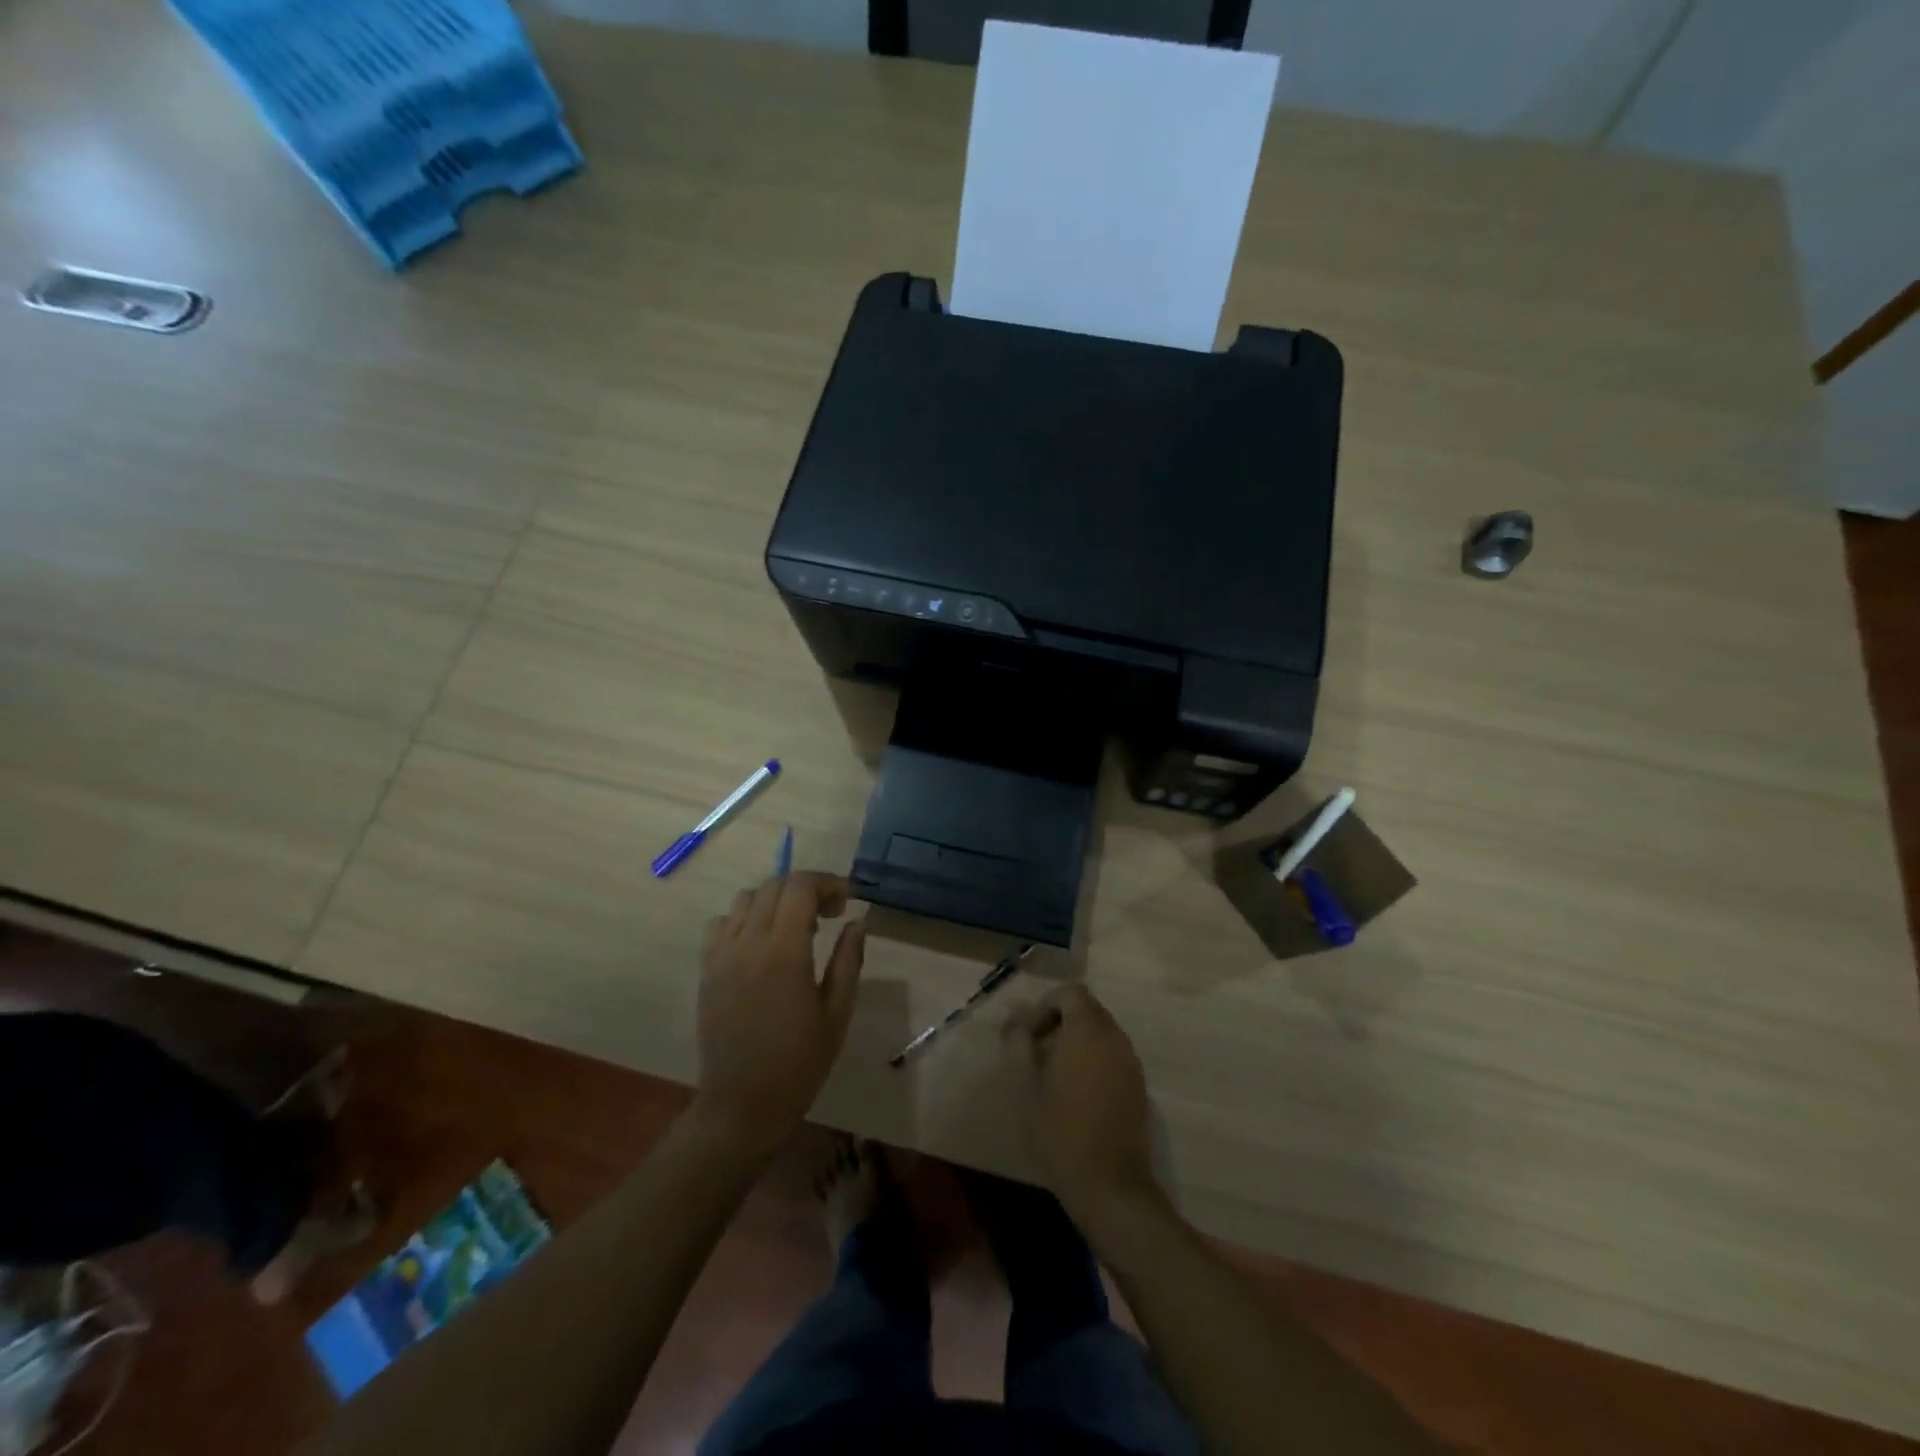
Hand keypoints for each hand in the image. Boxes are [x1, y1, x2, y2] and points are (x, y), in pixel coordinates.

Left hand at [695, 873, 865, 1155]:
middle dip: (806, 888)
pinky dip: (745, 918)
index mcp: (784, 952)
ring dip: (775, 900)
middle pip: (774, 885)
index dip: (827, 883)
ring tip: (795, 928)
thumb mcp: (837, 1014)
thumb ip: (848, 960)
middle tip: (829, 914)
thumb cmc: (799, 1063)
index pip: (800, 886)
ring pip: (746, 898)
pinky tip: (760, 943)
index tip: (847, 900)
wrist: (742, 1105)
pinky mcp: (706, 969)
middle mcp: (748, 943)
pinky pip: (721, 923)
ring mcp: (721, 955)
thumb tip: (856, 921)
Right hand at [1005, 985, 1161, 1227]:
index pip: (1070, 992)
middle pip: (1087, 1009)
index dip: (1045, 1005)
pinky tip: (1075, 1091)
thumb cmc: (1060, 1131)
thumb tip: (1014, 1017)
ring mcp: (1130, 1062)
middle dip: (1059, 1020)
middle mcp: (1115, 1037)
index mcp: (1088, 1031)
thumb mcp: (1027, 1086)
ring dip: (1076, 1040)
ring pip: (1101, 1032)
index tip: (1027, 1034)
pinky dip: (1092, 1058)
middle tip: (1034, 1051)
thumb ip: (1020, 1043)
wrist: (1110, 1185)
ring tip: (1052, 1073)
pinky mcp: (1138, 1085)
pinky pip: (1112, 1054)